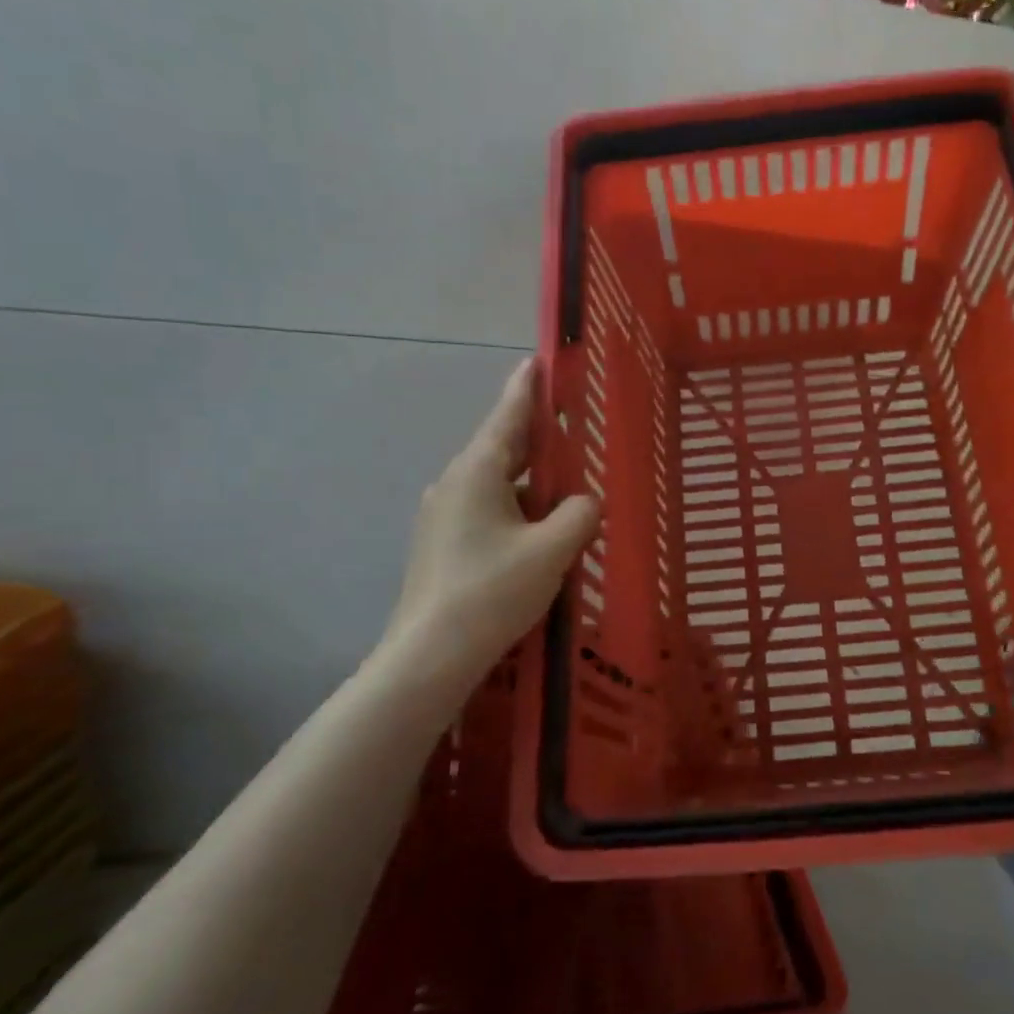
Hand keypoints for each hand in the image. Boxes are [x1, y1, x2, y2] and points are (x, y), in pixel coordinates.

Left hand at [376, 358, 599, 685]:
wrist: (429, 654)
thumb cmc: (492, 590)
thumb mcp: (551, 549)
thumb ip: (579, 514)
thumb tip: (583, 503)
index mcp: (478, 472)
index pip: (508, 416)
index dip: (527, 388)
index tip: (537, 360)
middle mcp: (454, 484)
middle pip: (502, 448)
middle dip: (536, 436)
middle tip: (568, 423)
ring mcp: (443, 515)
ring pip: (496, 483)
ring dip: (530, 480)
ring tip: (565, 485)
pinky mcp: (442, 544)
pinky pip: (488, 510)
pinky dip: (517, 507)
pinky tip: (538, 530)